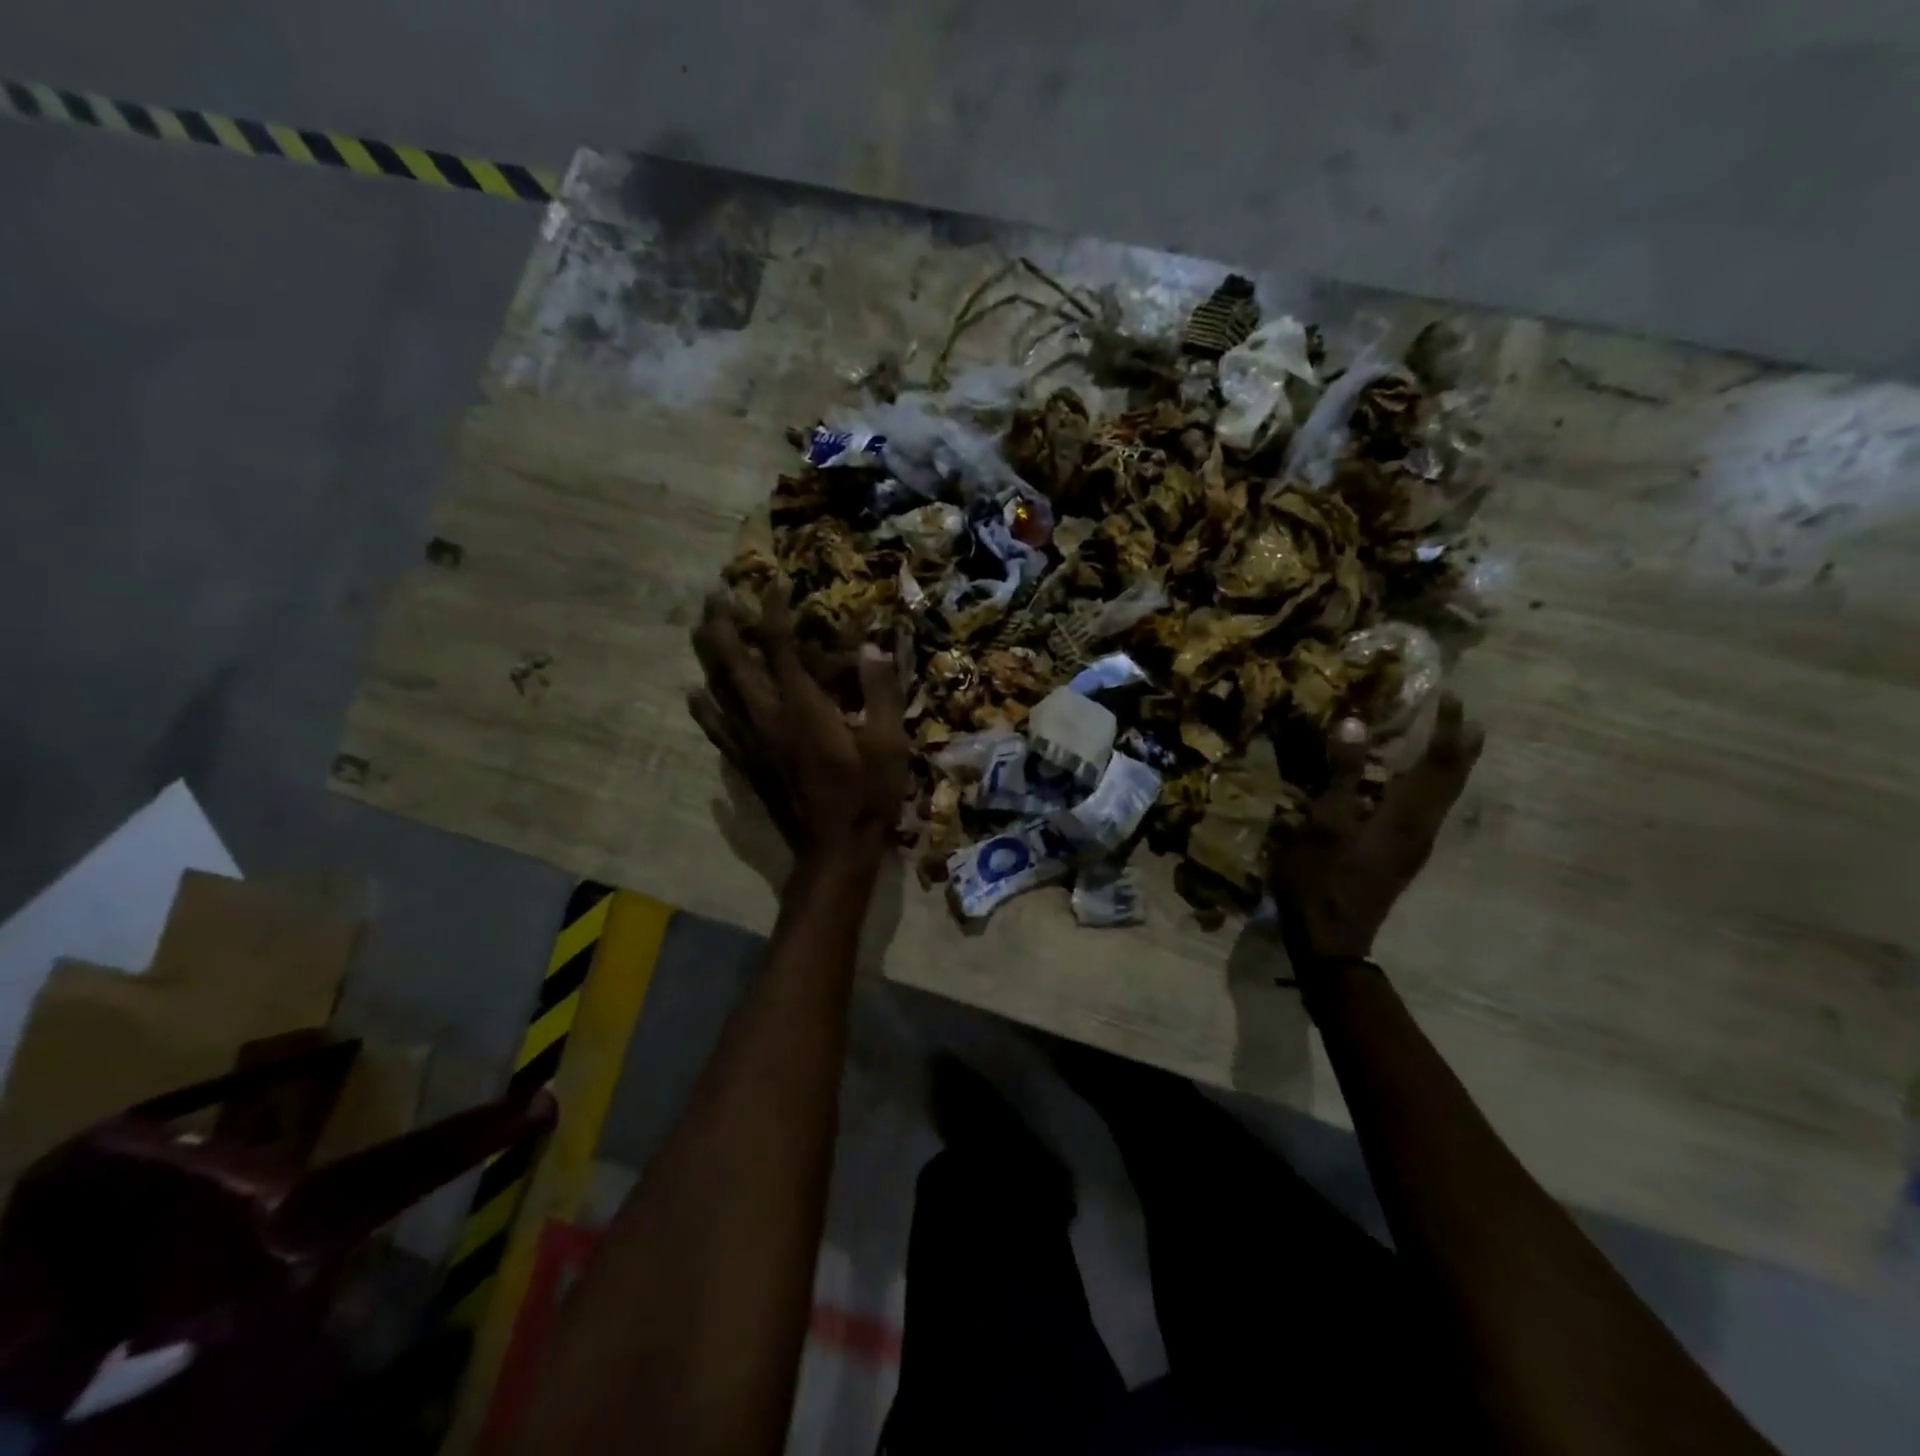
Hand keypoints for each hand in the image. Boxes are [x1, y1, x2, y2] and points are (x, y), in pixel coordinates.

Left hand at [689, 585, 909, 857]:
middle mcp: (768, 717)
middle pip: (734, 662)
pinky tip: (694, 694)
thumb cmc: (867, 795)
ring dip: (708, 656)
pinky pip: (718, 729)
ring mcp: (752, 742)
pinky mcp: (747, 764)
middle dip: (723, 624)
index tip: (773, 581)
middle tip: (713, 594)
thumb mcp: (889, 742)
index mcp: (803, 707)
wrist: (834, 850)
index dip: (774, 611)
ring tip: (699, 629)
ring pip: (719, 690)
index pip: (780, 647)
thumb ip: (880, 691)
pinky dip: (704, 708)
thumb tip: (873, 644)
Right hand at [1270, 693, 1483, 969]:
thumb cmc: (1321, 878)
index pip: (1440, 763)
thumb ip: (1344, 774)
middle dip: (1459, 747)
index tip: (1453, 696)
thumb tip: (1357, 723)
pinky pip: (1425, 810)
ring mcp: (1412, 846)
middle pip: (1451, 781)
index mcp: (1406, 816)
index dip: (1449, 729)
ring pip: (1442, 798)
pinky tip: (1408, 784)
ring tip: (1444, 741)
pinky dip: (1427, 786)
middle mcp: (1421, 828)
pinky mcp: (1399, 857)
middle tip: (1462, 716)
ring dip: (1446, 766)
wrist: (1330, 939)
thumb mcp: (1325, 822)